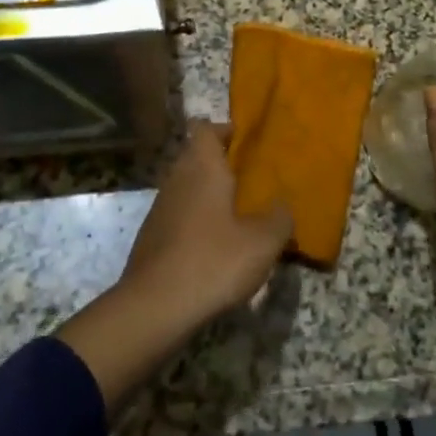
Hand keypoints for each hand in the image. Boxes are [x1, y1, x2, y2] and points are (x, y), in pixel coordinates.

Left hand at [120, 120, 293, 326]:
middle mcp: (177, 178)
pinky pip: (179, 216)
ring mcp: (160, 207)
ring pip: (187, 187)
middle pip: (196, 156)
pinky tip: (216, 248)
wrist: (154, 307)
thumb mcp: (262, 242)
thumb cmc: (213, 261)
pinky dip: (197, 222)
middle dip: (222, 166)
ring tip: (240, 218)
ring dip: (210, 196)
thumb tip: (283, 206)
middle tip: (253, 183)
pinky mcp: (152, 236)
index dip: (225, 130)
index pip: (205, 127)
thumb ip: (279, 218)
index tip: (247, 145)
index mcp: (202, 166)